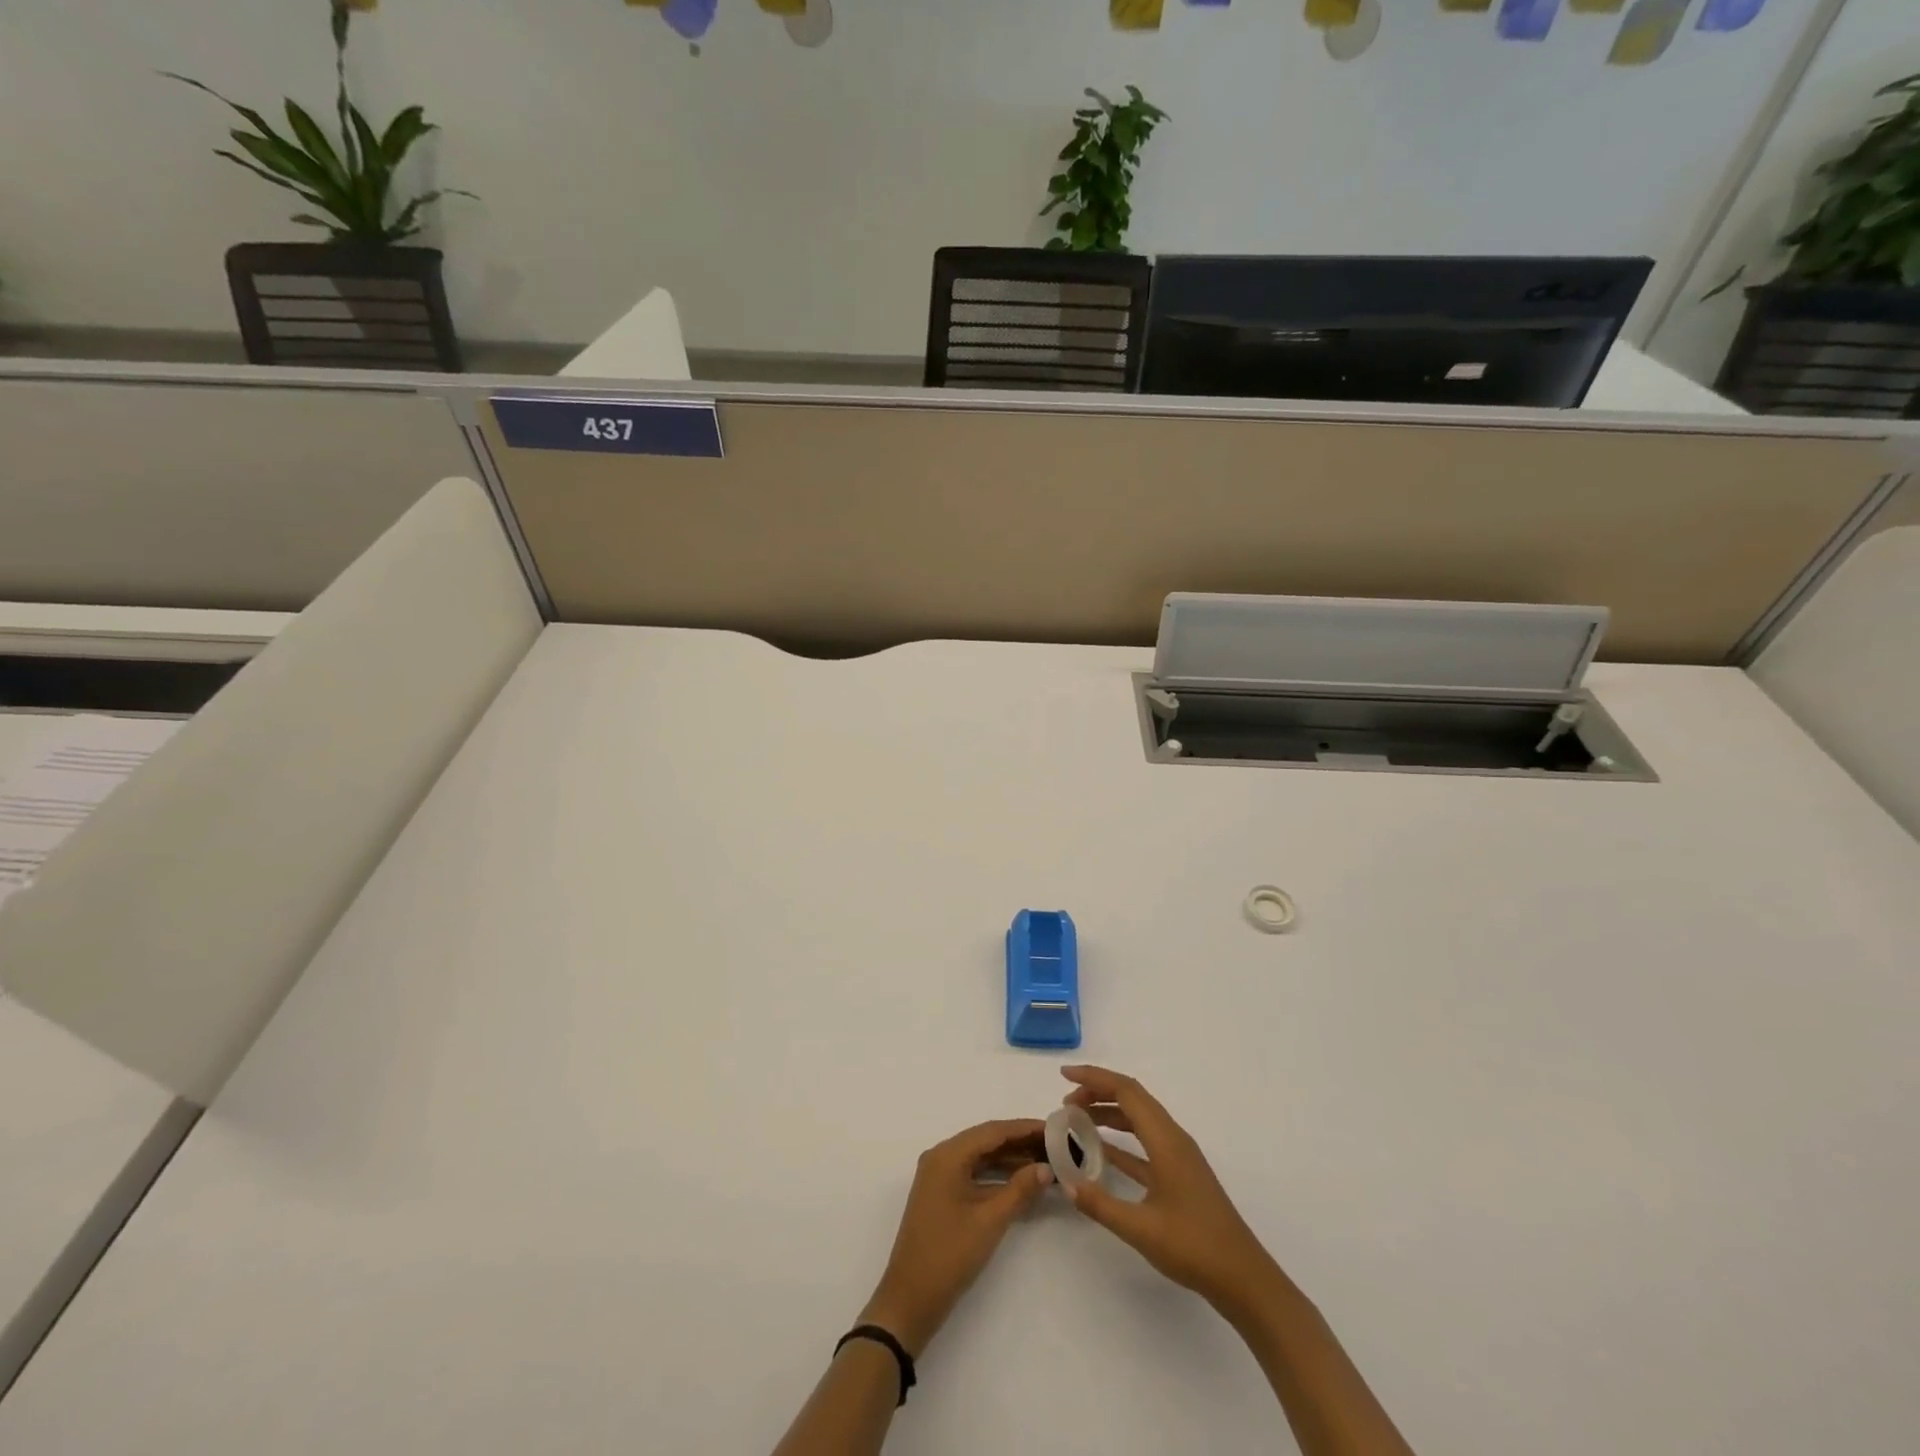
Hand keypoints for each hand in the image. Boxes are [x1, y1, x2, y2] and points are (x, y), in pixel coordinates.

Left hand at [859, 1118, 1052, 1356]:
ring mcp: (939, 1176)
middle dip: (1019, 1142)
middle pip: (986, 1141)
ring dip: (1010, 1159)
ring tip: (1044, 1161)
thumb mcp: (989, 1220)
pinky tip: (1021, 1181)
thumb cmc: (950, 1254)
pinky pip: (973, 1174)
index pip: (992, 1131)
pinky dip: (997, 1176)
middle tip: (1053, 1145)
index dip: (1023, 1128)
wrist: (910, 1300)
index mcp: (948, 1155)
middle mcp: (941, 1157)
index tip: (1053, 1128)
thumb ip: (1020, 1189)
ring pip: (980, 1158)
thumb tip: (1046, 1167)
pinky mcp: (942, 1195)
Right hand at [1060, 1065, 1281, 1318]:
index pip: (1126, 1091)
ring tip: (1078, 1119)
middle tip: (1066, 1101)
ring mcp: (1178, 1156)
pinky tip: (1101, 1150)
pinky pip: (1144, 1142)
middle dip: (1098, 1091)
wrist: (1243, 1278)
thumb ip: (1101, 1204)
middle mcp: (1173, 1138)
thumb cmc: (1194, 1248)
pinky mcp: (1179, 1174)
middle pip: (1133, 1098)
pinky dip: (1121, 1138)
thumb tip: (1066, 1182)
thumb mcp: (1141, 1229)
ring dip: (1109, 1112)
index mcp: (1166, 1140)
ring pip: (1139, 1118)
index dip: (1094, 1078)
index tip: (1065, 1076)